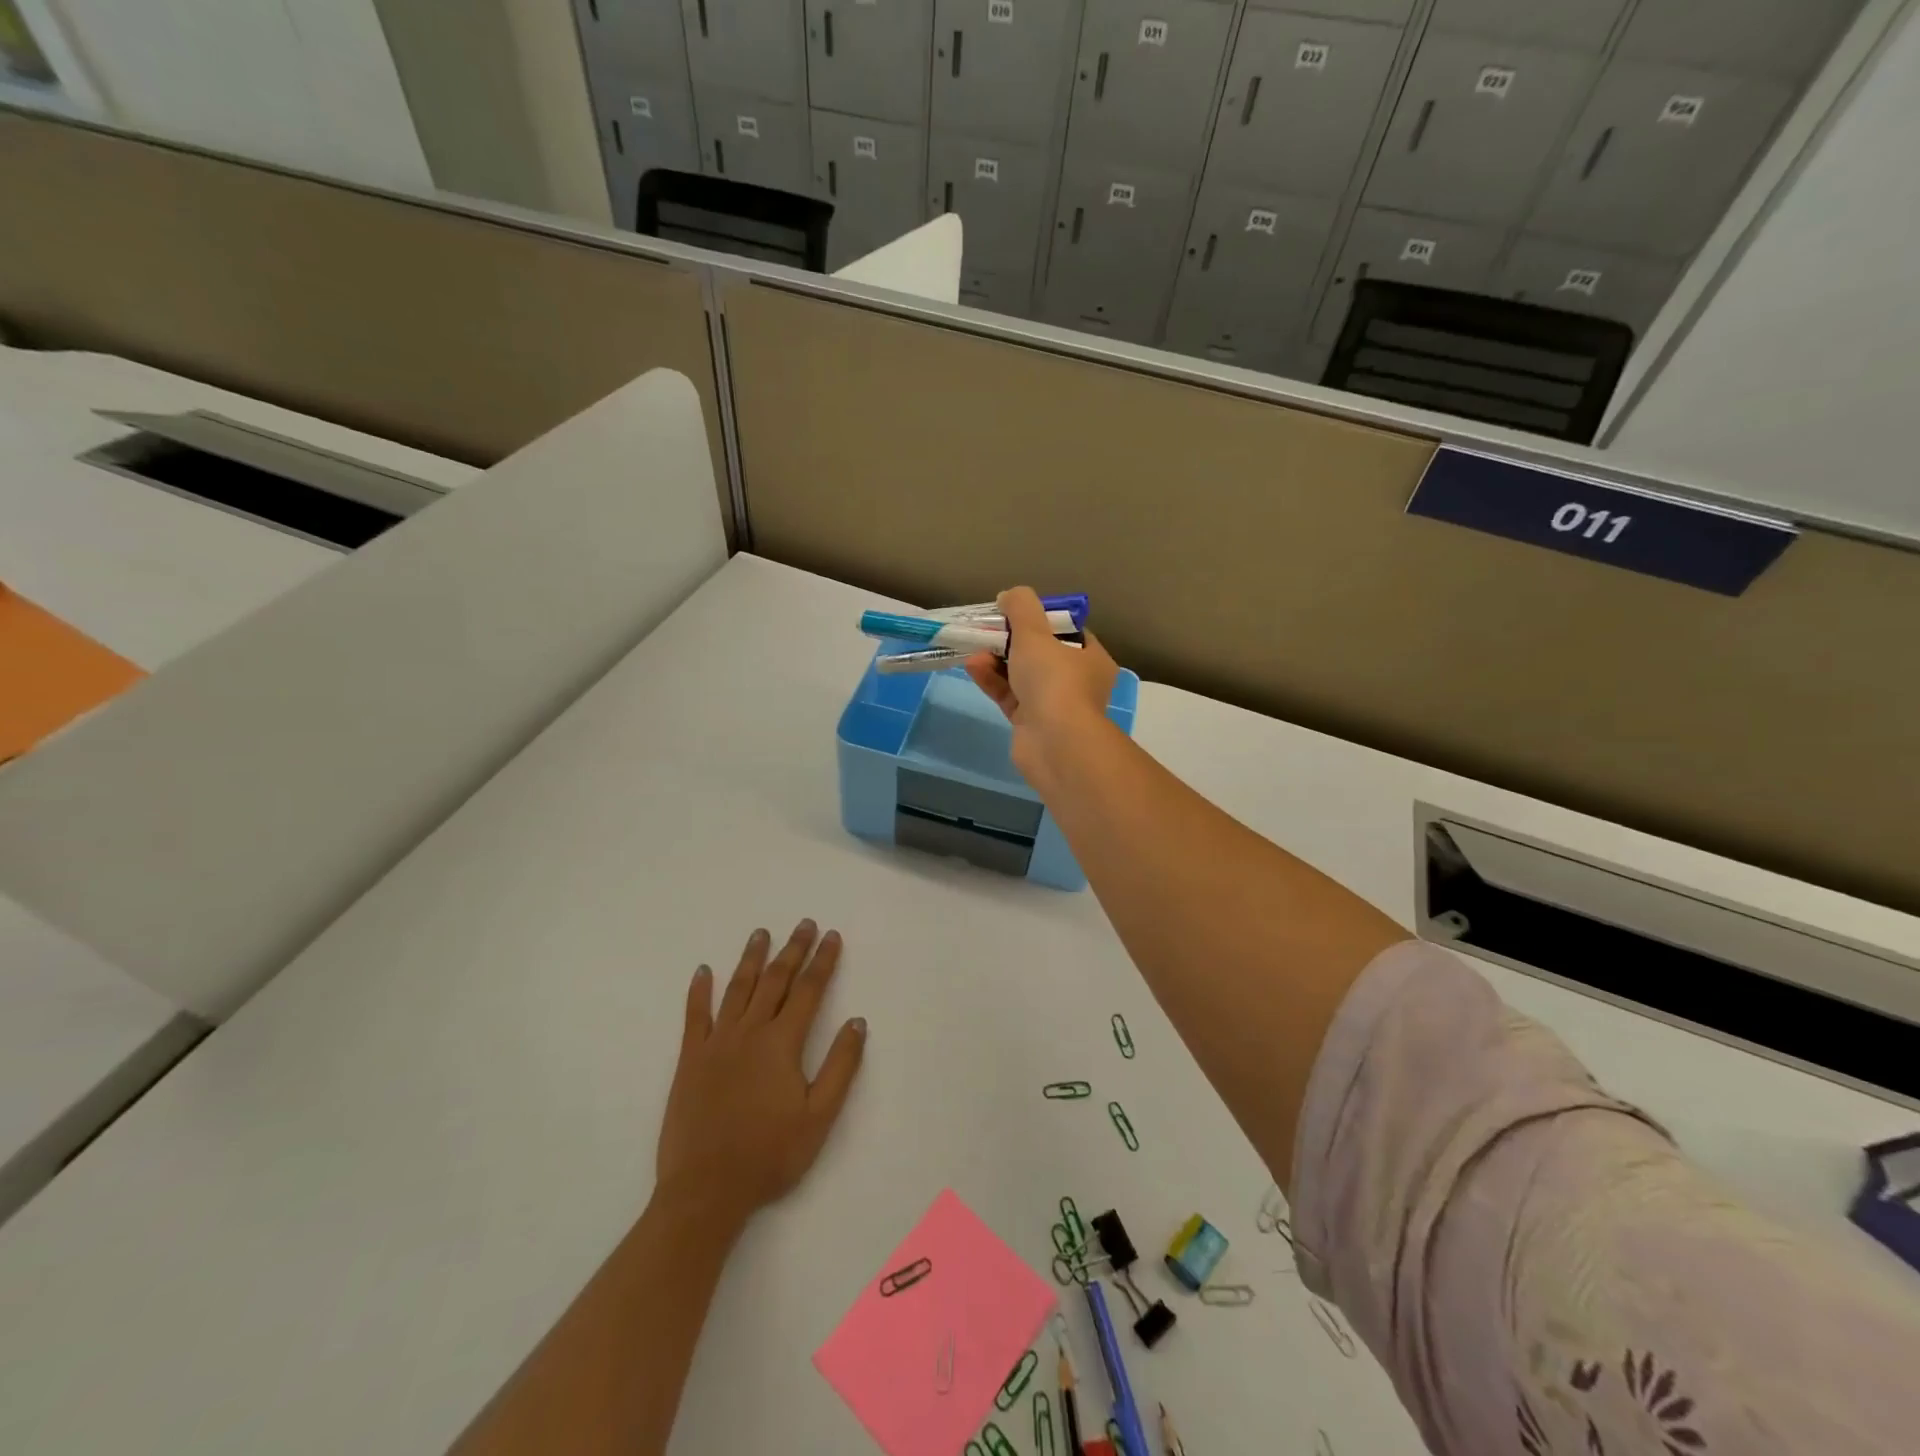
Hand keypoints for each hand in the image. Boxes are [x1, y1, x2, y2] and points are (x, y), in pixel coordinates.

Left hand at [655, 921, 866, 1227]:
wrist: (705, 1190)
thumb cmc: (769, 1155)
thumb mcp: (819, 1117)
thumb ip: (840, 1066)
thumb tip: (857, 1022)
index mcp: (782, 1043)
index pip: (809, 991)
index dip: (823, 961)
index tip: (831, 936)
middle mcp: (750, 1032)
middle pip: (775, 980)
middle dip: (793, 949)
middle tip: (804, 924)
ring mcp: (716, 1043)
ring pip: (737, 989)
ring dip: (751, 958)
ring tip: (761, 933)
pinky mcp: (689, 1060)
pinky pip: (694, 1016)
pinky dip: (699, 991)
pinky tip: (703, 971)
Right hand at [964, 586, 1119, 786]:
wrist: (1055, 743)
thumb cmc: (1054, 680)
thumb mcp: (1035, 633)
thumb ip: (1021, 608)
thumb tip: (1009, 595)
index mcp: (1092, 659)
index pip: (1068, 632)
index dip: (1042, 619)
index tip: (1016, 613)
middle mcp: (1077, 683)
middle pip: (1041, 654)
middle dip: (1011, 641)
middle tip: (988, 630)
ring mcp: (1054, 706)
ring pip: (1022, 676)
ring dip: (997, 661)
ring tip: (974, 649)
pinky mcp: (1031, 724)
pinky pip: (1009, 696)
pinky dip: (993, 681)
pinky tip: (973, 668)